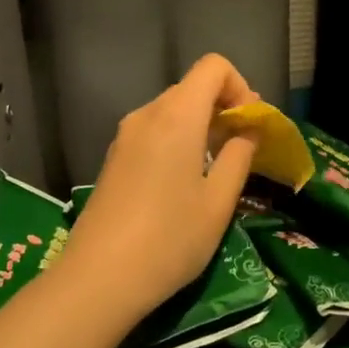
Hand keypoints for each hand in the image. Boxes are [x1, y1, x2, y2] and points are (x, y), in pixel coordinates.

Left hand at [53, 54, 259, 319]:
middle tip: (243, 148)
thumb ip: (239, 157)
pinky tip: (184, 182)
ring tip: (217, 168)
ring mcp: (125, 136)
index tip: (251, 126)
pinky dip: (178, 141)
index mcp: (177, 116)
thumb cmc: (170, 239)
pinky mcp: (113, 159)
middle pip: (193, 87)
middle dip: (224, 108)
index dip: (240, 87)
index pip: (213, 66)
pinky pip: (154, 131)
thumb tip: (249, 132)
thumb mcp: (219, 202)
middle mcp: (147, 115)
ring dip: (201, 126)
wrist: (97, 280)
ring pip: (172, 110)